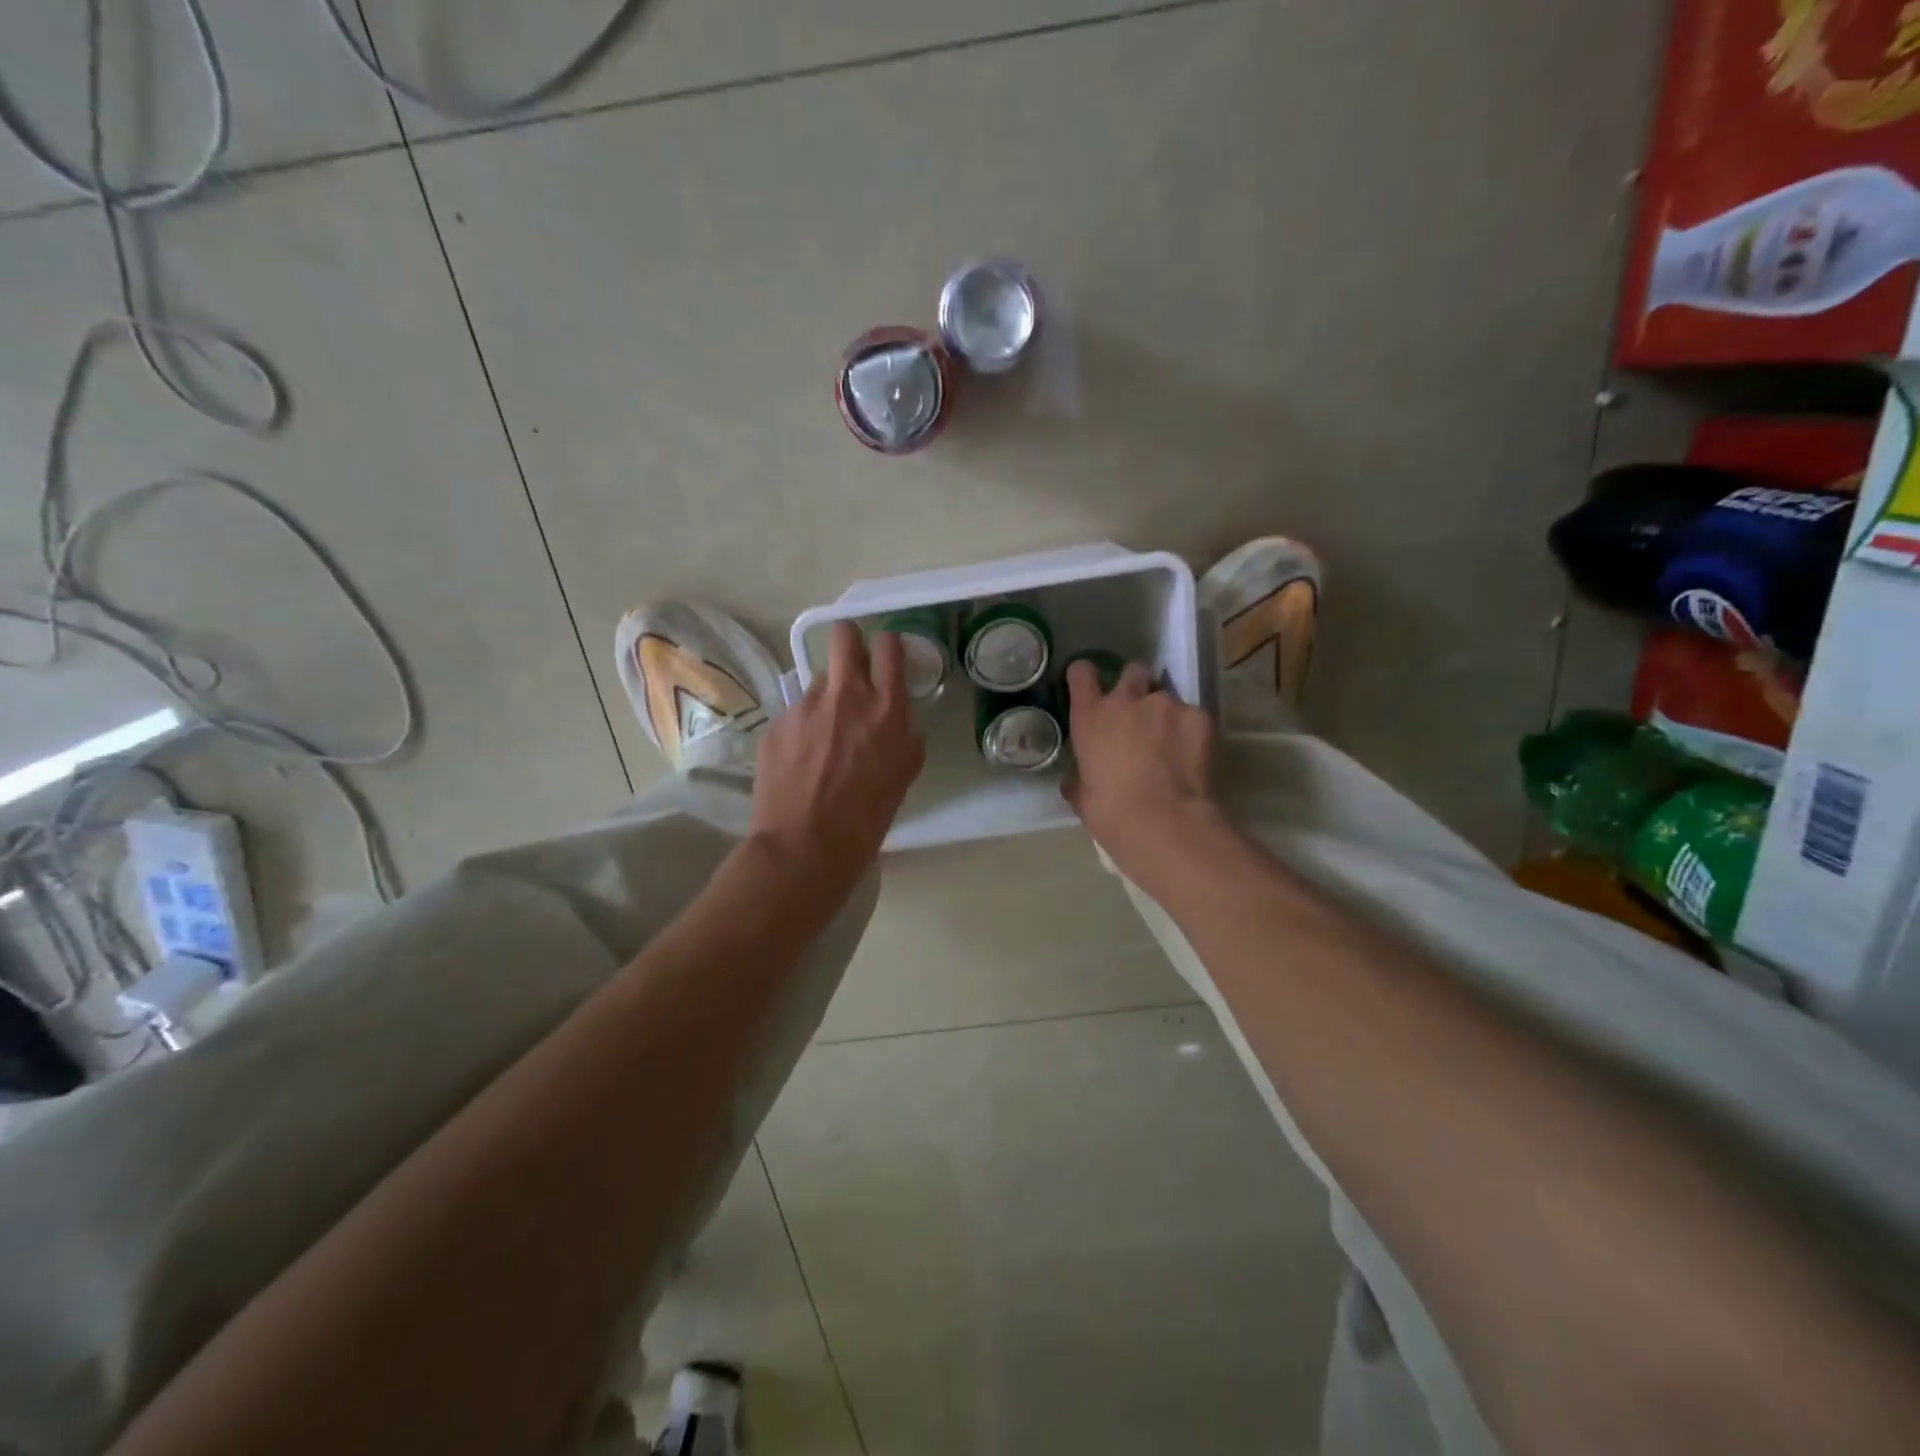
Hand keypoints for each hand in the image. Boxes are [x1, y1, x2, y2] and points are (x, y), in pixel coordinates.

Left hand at [750, 621, 925, 883]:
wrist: (806, 844)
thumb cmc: (866, 817)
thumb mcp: (903, 775)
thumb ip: (905, 737)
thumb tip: (899, 723)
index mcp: (885, 708)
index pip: (889, 646)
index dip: (888, 646)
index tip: (886, 657)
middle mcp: (845, 695)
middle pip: (844, 636)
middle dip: (849, 641)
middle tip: (851, 665)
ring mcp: (805, 706)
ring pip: (817, 680)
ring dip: (825, 697)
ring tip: (823, 736)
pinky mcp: (776, 723)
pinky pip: (794, 713)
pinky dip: (801, 728)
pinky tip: (801, 759)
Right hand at [1063, 659, 1219, 876]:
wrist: (1164, 823)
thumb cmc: (1111, 812)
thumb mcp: (1082, 796)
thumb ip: (1079, 776)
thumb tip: (1078, 778)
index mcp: (1091, 716)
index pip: (1082, 673)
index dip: (1085, 676)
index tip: (1090, 686)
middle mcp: (1127, 700)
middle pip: (1133, 670)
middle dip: (1136, 685)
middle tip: (1138, 714)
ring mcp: (1167, 704)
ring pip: (1166, 696)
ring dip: (1165, 714)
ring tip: (1171, 743)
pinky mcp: (1200, 717)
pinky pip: (1193, 716)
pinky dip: (1191, 731)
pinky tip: (1191, 756)